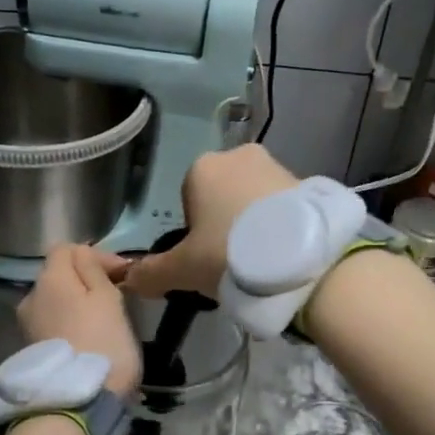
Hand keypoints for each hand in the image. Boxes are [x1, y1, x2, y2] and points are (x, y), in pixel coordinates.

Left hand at [18, 244, 141, 396]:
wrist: (79, 402)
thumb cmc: (102, 343)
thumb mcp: (108, 298)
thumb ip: (93, 268)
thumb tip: (82, 252)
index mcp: (49, 278)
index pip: (66, 248)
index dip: (95, 255)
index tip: (121, 274)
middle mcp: (30, 296)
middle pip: (58, 275)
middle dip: (85, 280)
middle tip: (117, 296)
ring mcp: (28, 325)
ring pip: (56, 301)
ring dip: (77, 304)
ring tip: (104, 320)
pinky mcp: (33, 349)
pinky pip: (53, 324)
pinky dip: (70, 324)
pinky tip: (89, 339)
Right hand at [123, 145, 298, 299]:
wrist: (300, 257)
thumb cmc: (229, 253)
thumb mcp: (183, 269)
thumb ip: (151, 273)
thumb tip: (127, 279)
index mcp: (202, 167)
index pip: (188, 200)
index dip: (194, 233)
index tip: (207, 258)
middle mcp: (238, 156)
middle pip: (222, 196)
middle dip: (225, 225)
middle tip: (233, 262)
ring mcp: (276, 165)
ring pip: (253, 200)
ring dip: (253, 225)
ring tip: (261, 262)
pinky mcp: (307, 182)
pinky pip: (282, 206)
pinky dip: (281, 225)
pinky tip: (284, 254)